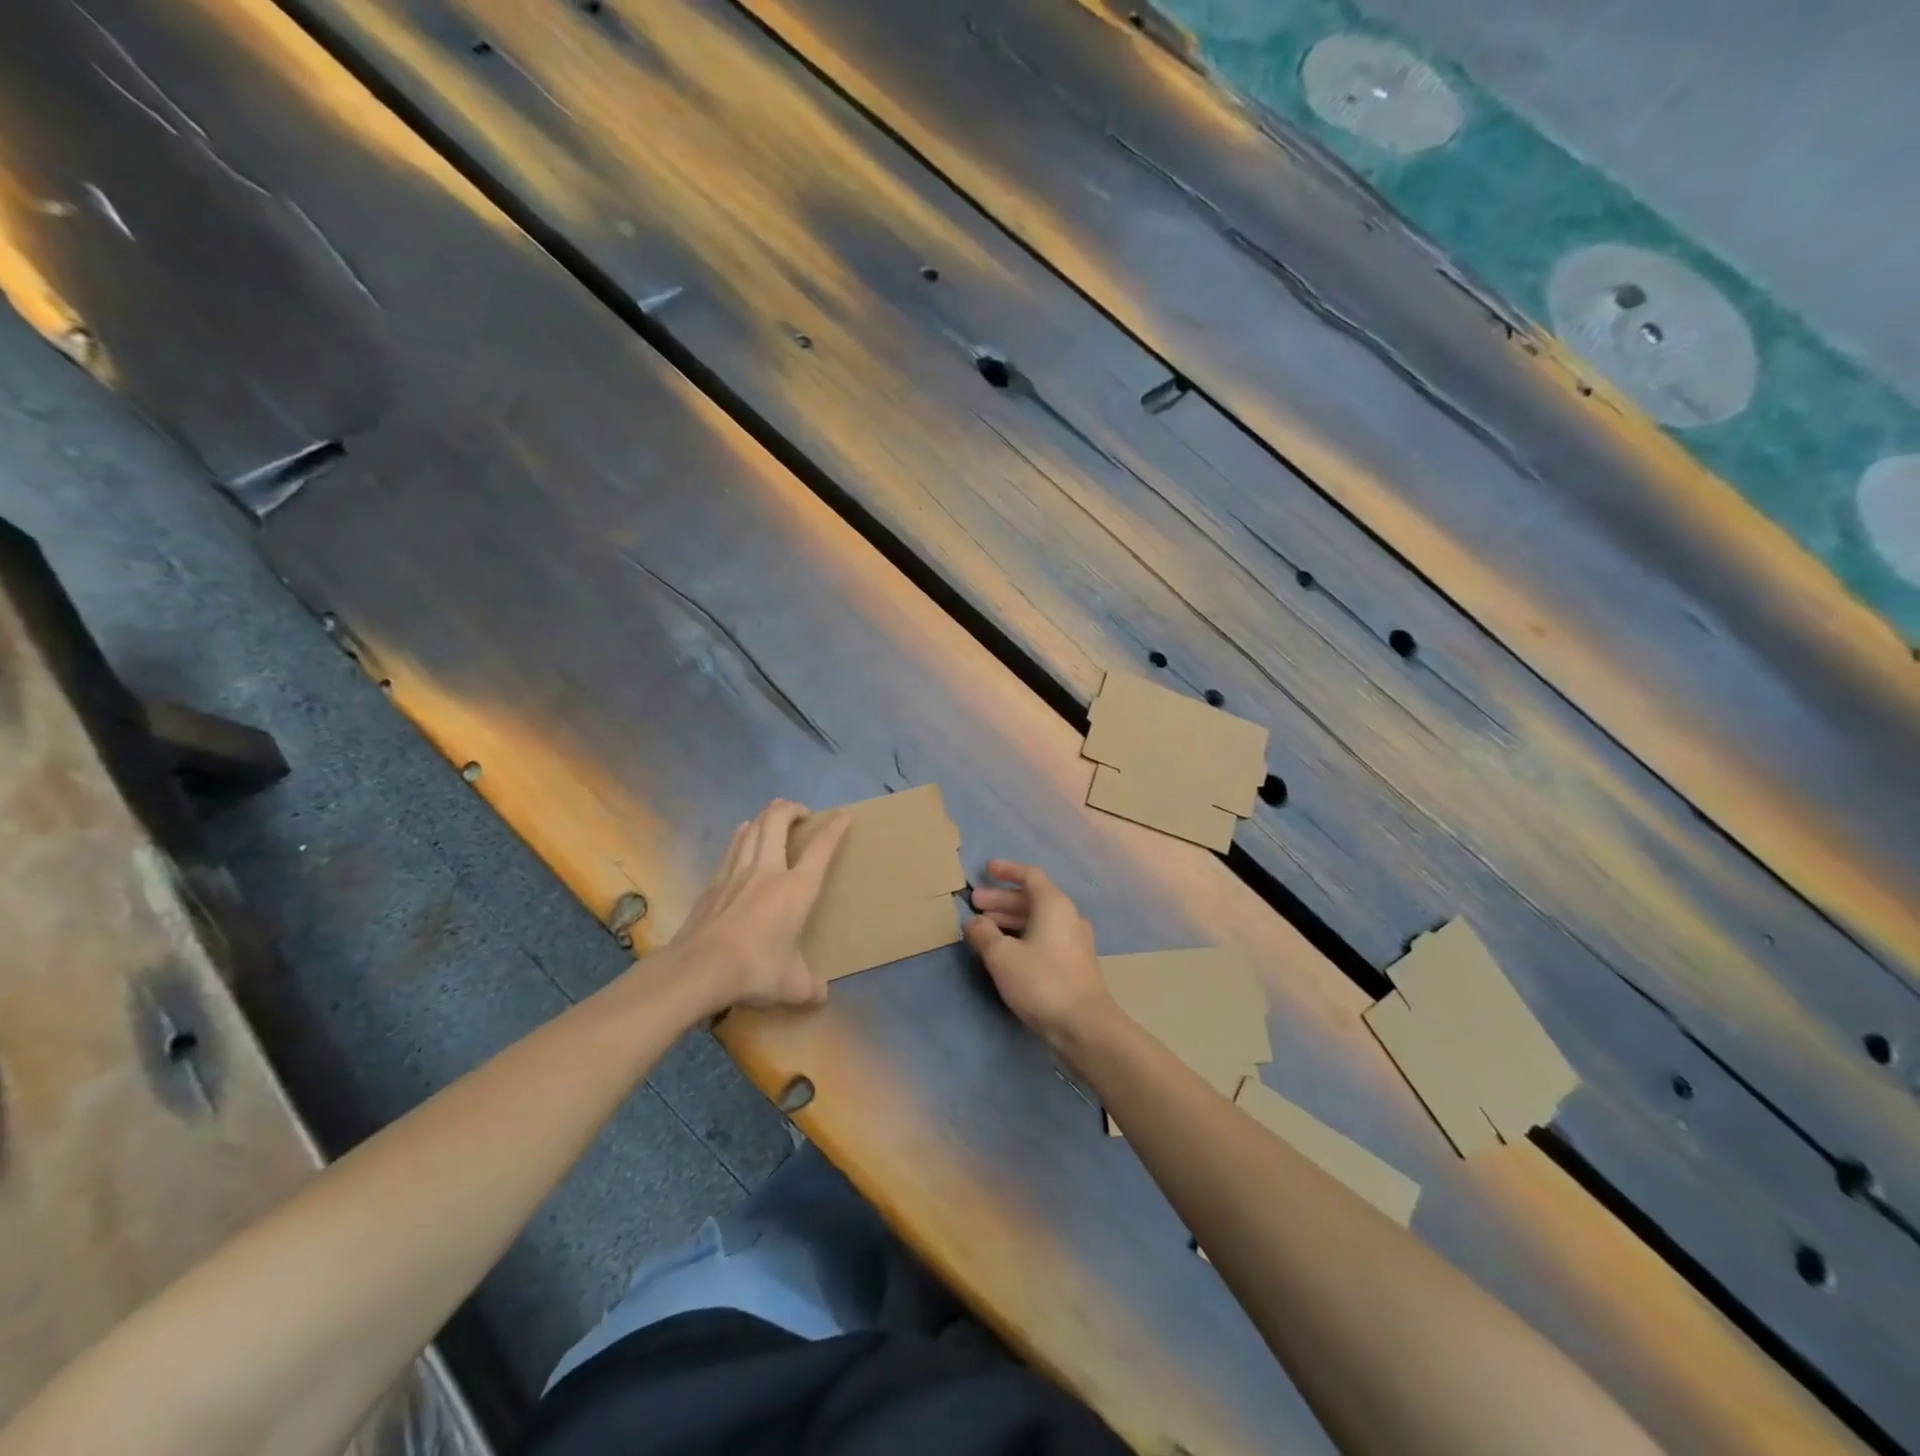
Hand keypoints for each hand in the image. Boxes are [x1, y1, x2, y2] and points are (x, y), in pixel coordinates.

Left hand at [669, 799, 849, 1014]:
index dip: (834, 830)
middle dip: (791, 809)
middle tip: (801, 812)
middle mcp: (767, 871)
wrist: (699, 968)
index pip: (820, 849)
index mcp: (796, 888)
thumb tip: (820, 996)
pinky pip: (732, 849)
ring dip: (765, 817)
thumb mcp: (792, 985)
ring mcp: (736, 874)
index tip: (842, 817)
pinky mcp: (713, 884)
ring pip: (751, 830)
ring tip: (772, 818)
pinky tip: (741, 837)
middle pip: (777, 822)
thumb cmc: (755, 969)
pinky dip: (742, 837)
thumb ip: (810, 987)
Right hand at [965, 860, 1113, 1047]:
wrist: (1084, 1025)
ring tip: (983, 928)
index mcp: (1053, 904)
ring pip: (1037, 919)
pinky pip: (1044, 937)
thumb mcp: (1002, 956)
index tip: (986, 869)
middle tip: (974, 904)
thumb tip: (973, 921)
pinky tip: (1005, 951)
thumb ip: (984, 934)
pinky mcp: (1074, 962)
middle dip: (1001, 900)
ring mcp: (1074, 940)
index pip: (1029, 875)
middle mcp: (1067, 916)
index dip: (1006, 870)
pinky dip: (1022, 935)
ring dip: (1010, 919)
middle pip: (1031, 898)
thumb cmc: (1042, 981)